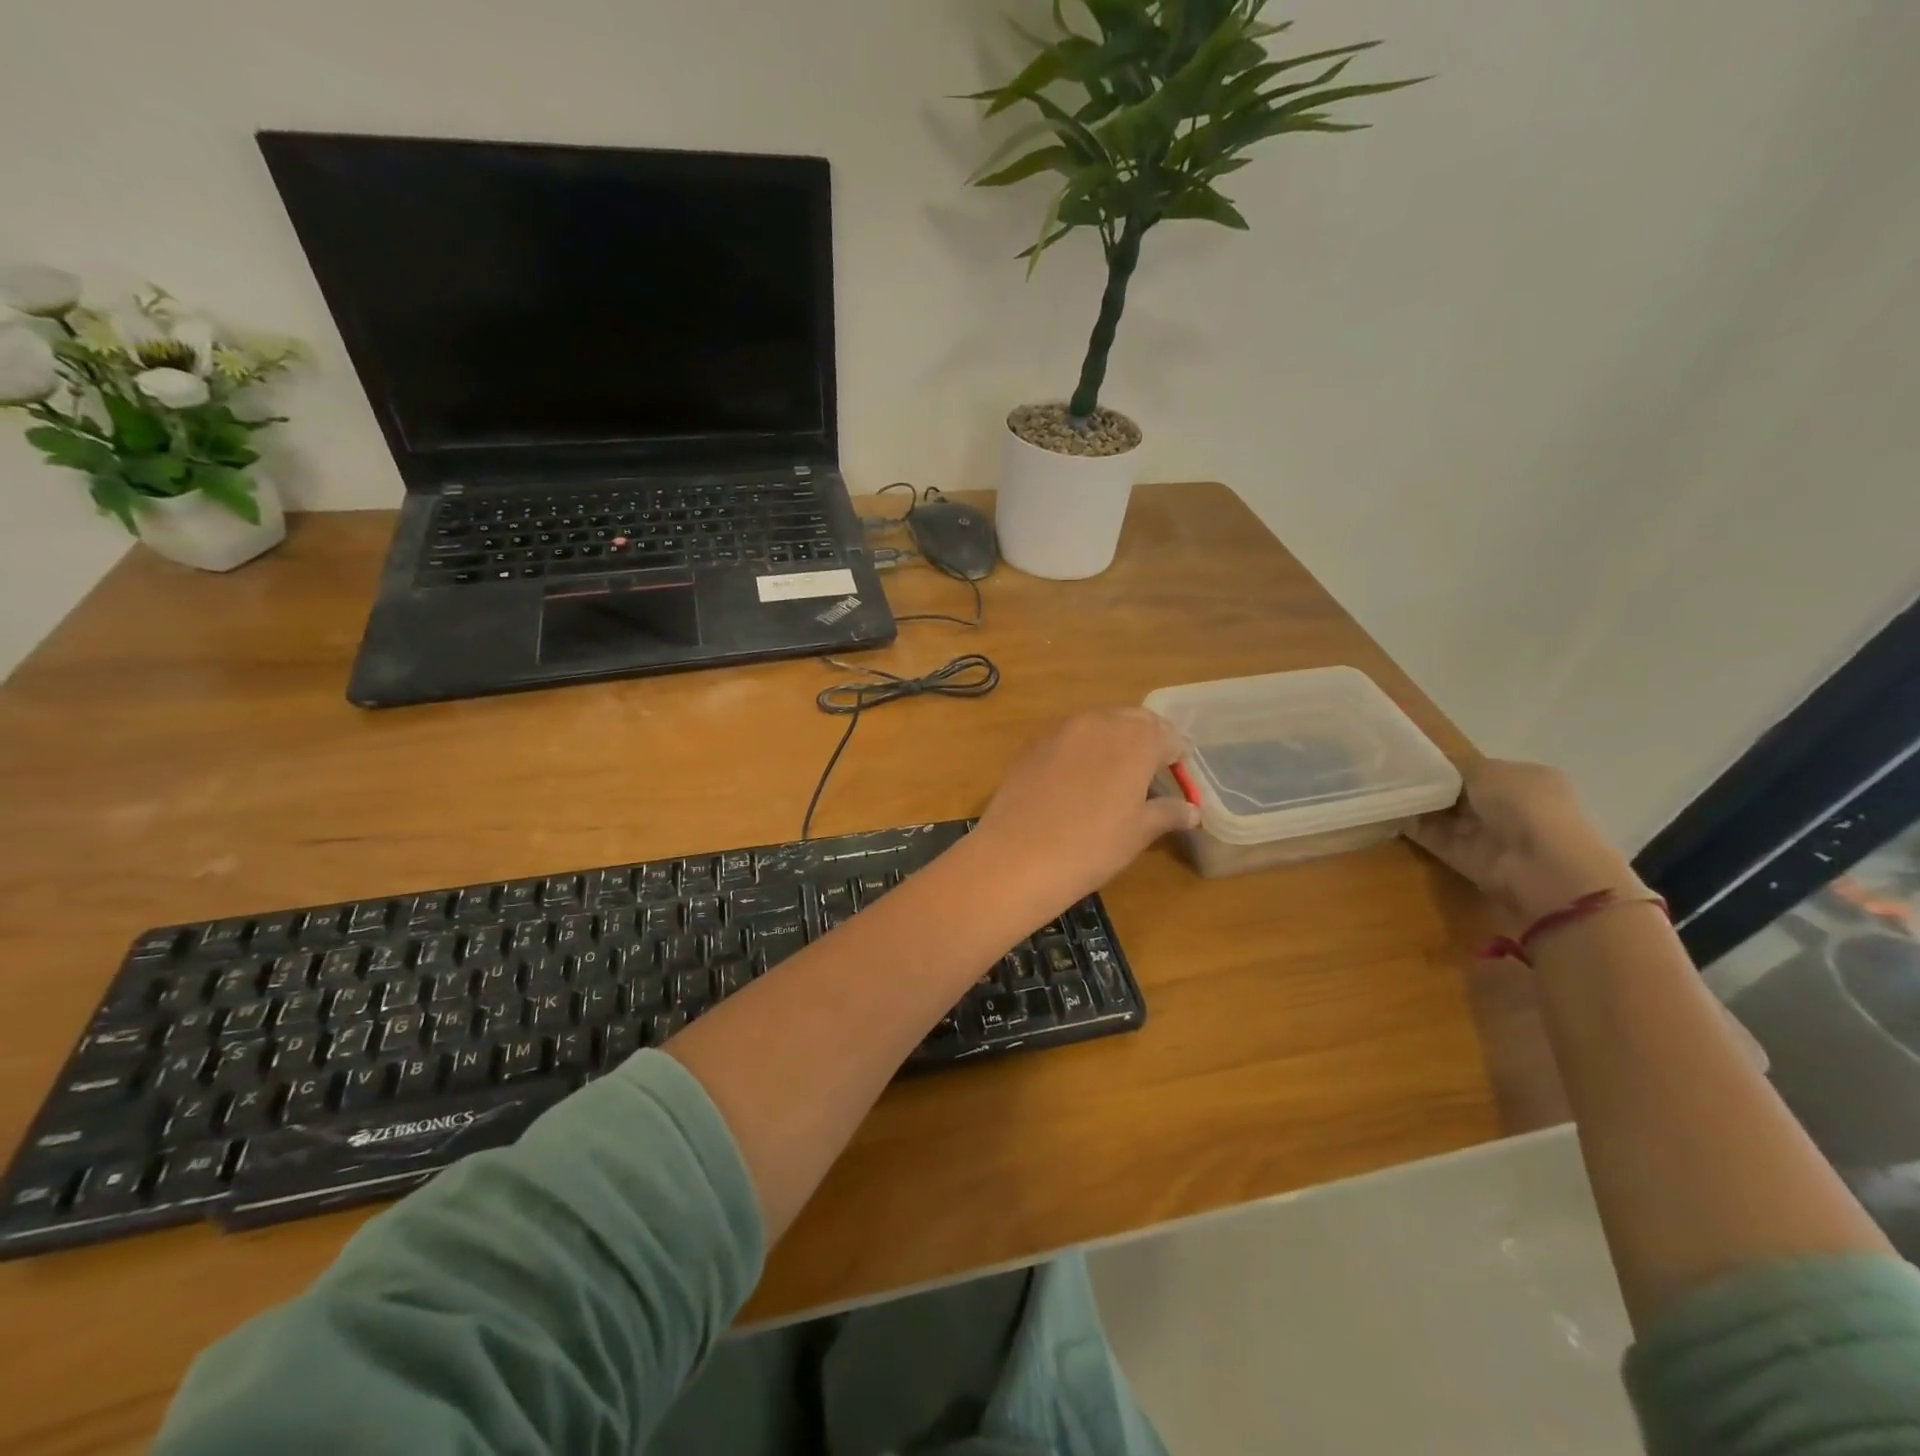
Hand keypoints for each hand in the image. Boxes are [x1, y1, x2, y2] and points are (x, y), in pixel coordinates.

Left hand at [970, 708, 1200, 917]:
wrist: (1017, 856)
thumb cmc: (1092, 846)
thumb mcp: (1138, 832)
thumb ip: (1167, 813)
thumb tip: (1191, 810)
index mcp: (1136, 739)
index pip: (1170, 737)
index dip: (1177, 758)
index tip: (1178, 778)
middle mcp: (1100, 722)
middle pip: (1134, 722)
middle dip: (1146, 741)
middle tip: (1149, 774)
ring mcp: (1062, 730)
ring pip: (1099, 725)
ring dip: (1113, 743)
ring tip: (1114, 777)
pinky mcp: (1034, 744)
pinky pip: (1069, 739)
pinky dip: (1081, 751)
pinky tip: (1077, 782)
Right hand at [1406, 760, 1644, 925]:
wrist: (1539, 866)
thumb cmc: (1523, 805)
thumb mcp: (1489, 770)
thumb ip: (1457, 766)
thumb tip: (1432, 769)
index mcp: (1525, 780)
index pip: (1480, 771)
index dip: (1449, 766)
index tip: (1415, 760)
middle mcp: (1508, 807)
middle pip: (1458, 793)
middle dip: (1429, 785)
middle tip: (1393, 773)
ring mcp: (1486, 834)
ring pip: (1443, 815)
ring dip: (1417, 804)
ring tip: (1381, 788)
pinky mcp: (1465, 857)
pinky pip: (1432, 836)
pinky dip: (1410, 826)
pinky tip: (1385, 811)